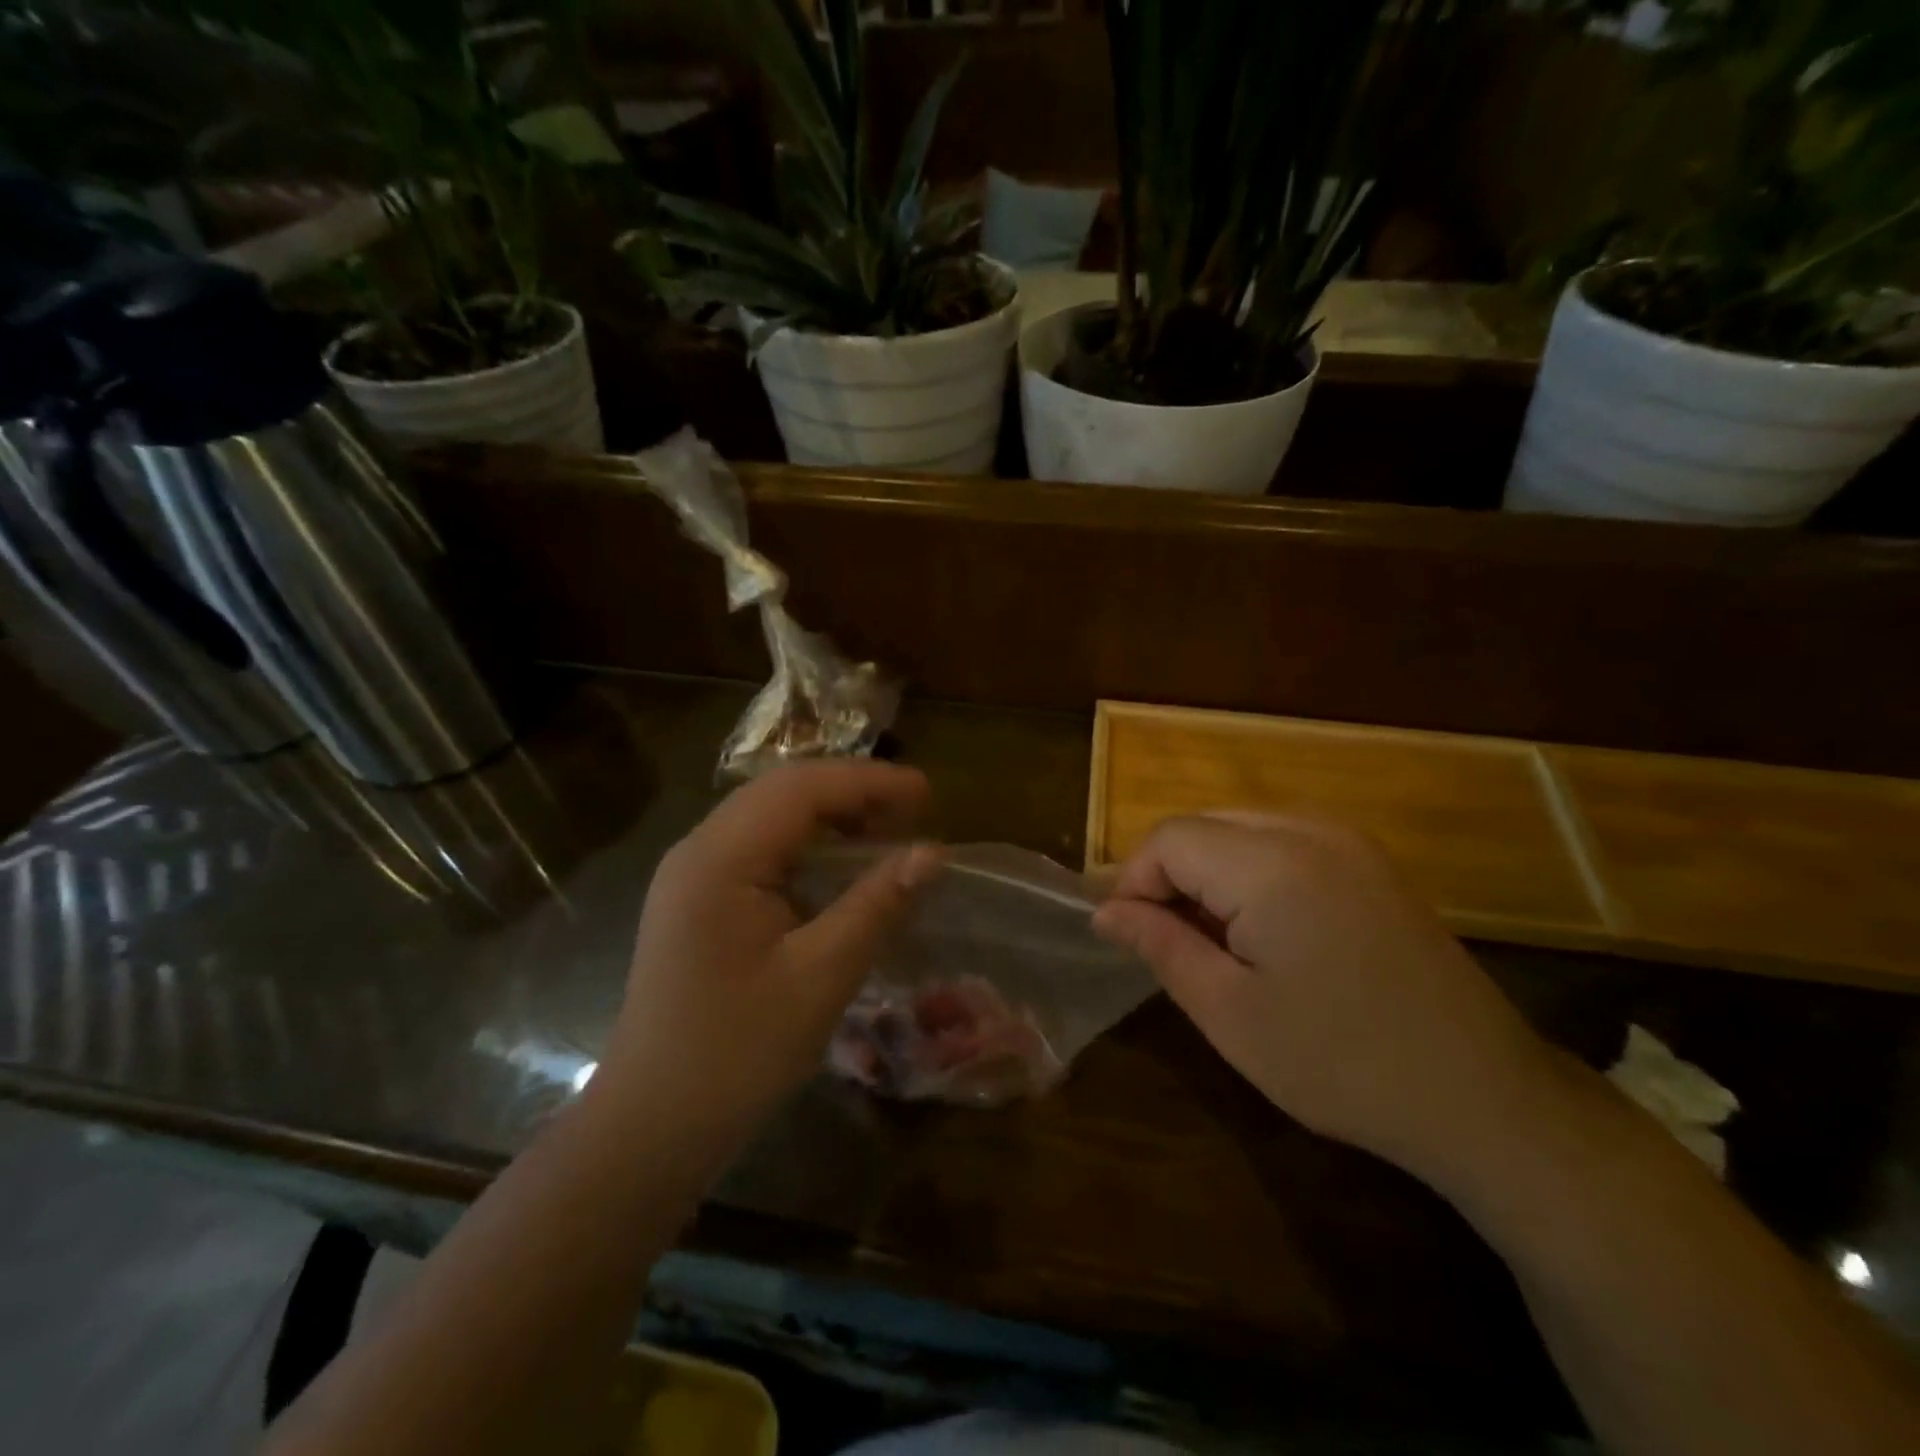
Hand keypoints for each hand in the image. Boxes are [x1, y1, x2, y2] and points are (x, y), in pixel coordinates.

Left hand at [598, 760, 943, 1137]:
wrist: (650, 1127)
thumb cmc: (736, 1054)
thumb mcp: (820, 977)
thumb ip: (877, 905)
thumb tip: (933, 852)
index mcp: (719, 858)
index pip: (801, 788)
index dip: (869, 782)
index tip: (928, 793)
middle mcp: (699, 850)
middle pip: (782, 792)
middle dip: (852, 792)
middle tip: (915, 811)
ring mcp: (693, 875)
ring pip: (770, 817)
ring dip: (830, 816)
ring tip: (887, 831)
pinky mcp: (698, 901)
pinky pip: (760, 850)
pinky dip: (808, 847)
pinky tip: (841, 869)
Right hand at [1093, 814, 1552, 1179]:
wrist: (1482, 1097)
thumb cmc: (1340, 1062)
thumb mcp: (1229, 1012)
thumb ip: (1159, 946)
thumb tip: (1106, 912)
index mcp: (1271, 864)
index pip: (1168, 838)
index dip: (1134, 882)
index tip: (1130, 937)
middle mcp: (1310, 830)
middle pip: (1203, 825)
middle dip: (1169, 875)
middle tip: (1167, 942)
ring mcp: (1348, 840)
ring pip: (1240, 829)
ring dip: (1208, 872)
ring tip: (1212, 940)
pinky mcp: (1371, 861)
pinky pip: (1283, 841)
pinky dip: (1250, 871)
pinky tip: (1263, 930)